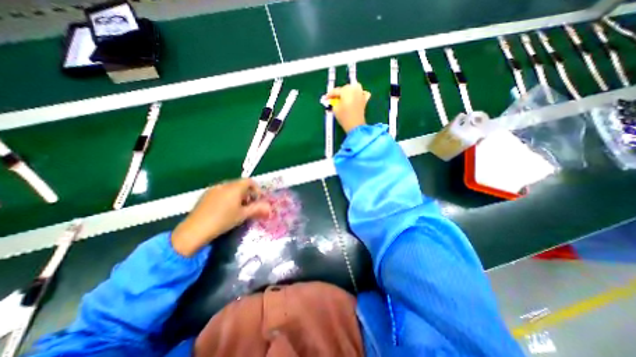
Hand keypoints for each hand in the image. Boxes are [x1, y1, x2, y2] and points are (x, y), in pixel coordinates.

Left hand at [171, 178, 270, 256]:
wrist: (195, 230)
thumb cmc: (223, 220)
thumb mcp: (243, 215)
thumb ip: (257, 209)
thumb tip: (270, 207)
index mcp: (235, 187)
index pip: (249, 181)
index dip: (256, 189)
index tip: (258, 200)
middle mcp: (224, 184)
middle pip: (240, 184)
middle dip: (247, 194)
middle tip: (249, 206)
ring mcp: (213, 189)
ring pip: (231, 188)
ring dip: (238, 195)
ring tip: (237, 209)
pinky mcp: (206, 195)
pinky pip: (221, 192)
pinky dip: (227, 197)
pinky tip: (224, 209)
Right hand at [325, 82, 370, 131]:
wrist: (355, 126)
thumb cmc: (344, 117)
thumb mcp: (335, 109)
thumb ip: (333, 102)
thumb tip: (333, 100)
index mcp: (346, 90)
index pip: (336, 90)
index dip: (330, 94)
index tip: (326, 98)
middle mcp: (355, 89)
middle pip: (345, 88)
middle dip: (340, 92)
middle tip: (334, 99)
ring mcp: (361, 94)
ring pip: (354, 88)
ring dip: (349, 91)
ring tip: (344, 97)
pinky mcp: (365, 100)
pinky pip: (363, 93)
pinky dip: (359, 94)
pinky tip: (356, 97)